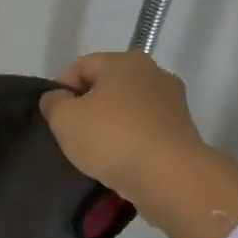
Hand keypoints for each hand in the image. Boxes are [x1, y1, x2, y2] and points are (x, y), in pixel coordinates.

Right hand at [40, 52, 207, 204]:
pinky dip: (132, 140)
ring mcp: (172, 101)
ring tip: (98, 152)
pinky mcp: (183, 129)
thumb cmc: (112, 138)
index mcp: (124, 61)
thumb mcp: (65, 119)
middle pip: (108, 85)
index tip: (55, 117)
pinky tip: (122, 160)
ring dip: (112, 124)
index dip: (62, 89)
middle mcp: (153, 72)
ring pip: (129, 108)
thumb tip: (58, 97)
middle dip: (89, 106)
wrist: (169, 176)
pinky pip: (146, 129)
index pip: (82, 66)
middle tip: (73, 134)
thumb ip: (54, 103)